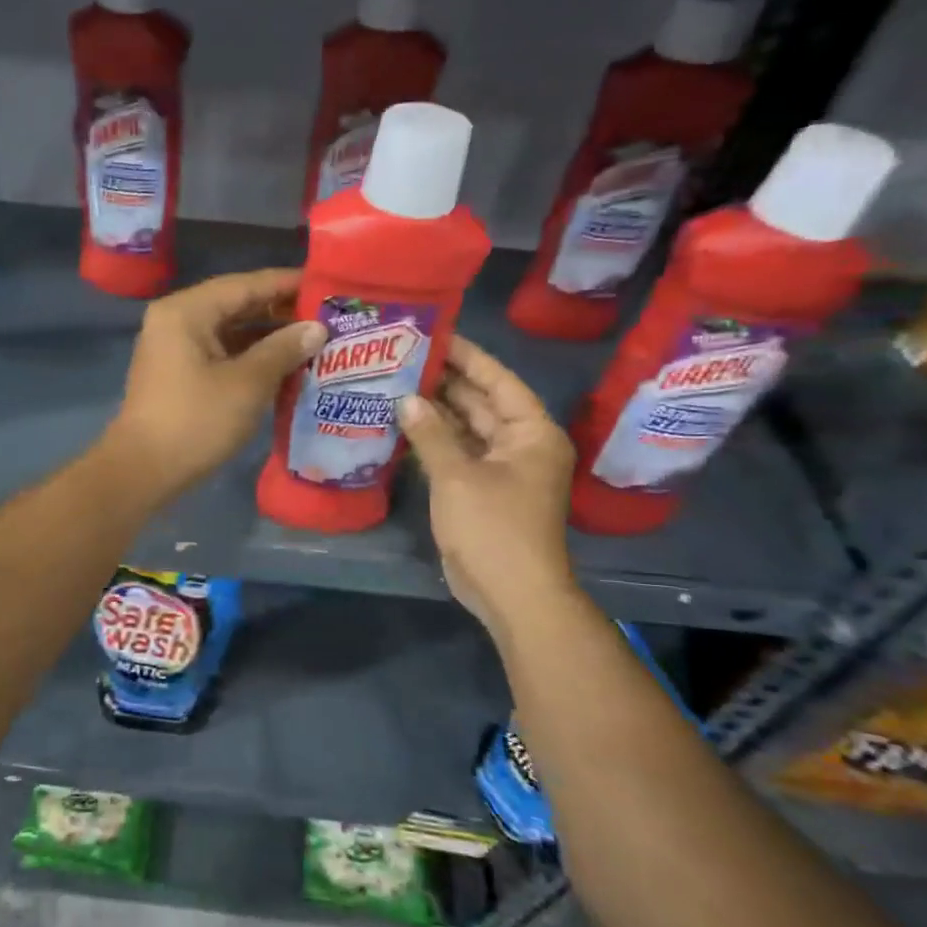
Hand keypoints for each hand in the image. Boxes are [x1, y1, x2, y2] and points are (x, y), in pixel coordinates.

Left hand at [104, 269, 326, 503]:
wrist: (143, 471)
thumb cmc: (196, 421)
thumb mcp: (248, 384)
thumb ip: (284, 349)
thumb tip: (317, 328)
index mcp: (187, 311)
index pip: (245, 284)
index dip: (287, 284)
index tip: (326, 285)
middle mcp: (176, 320)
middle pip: (236, 304)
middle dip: (280, 311)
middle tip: (327, 315)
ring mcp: (174, 348)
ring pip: (229, 331)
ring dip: (268, 336)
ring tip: (314, 340)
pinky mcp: (178, 374)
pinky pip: (221, 353)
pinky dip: (250, 356)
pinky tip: (285, 365)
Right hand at [397, 335, 577, 640]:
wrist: (511, 593)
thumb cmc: (493, 527)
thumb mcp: (458, 476)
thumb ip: (431, 433)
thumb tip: (406, 399)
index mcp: (531, 432)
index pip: (498, 380)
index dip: (467, 356)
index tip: (433, 333)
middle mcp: (520, 444)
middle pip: (481, 402)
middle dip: (444, 382)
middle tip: (402, 358)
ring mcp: (502, 469)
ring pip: (466, 429)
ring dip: (436, 412)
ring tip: (395, 384)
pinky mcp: (482, 490)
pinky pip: (458, 454)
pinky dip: (434, 441)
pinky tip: (401, 425)